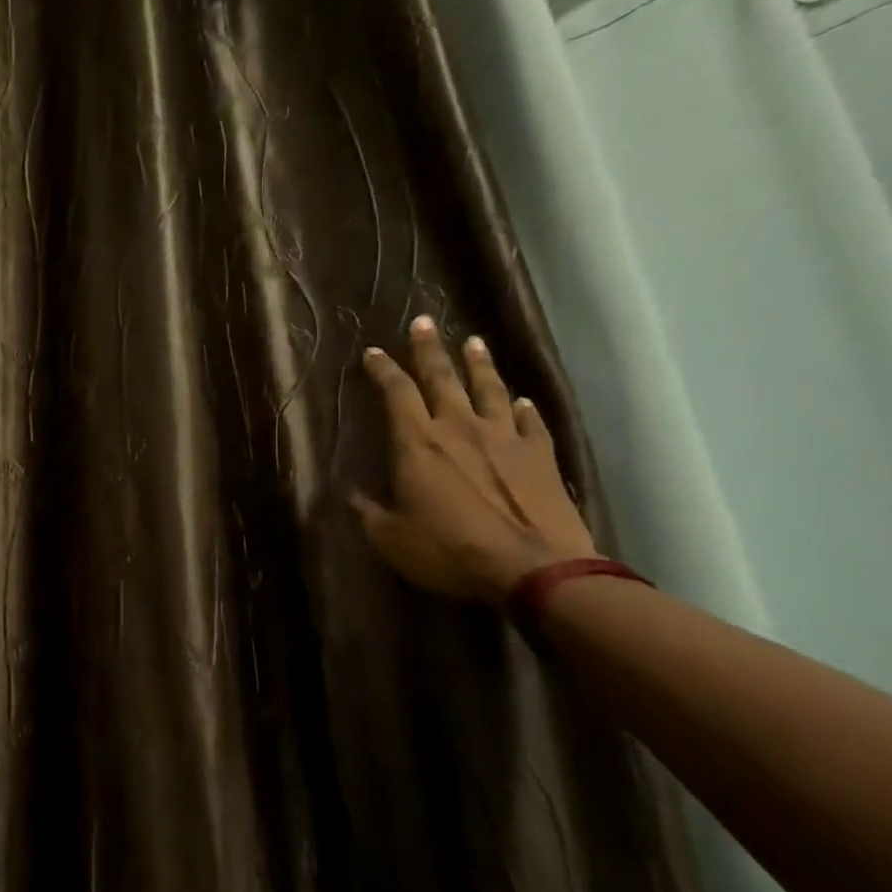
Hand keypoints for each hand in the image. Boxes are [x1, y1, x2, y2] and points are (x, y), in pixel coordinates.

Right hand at [351, 316, 597, 604]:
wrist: (534, 569)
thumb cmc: (451, 551)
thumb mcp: (392, 539)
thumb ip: (369, 513)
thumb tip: (352, 495)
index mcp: (417, 443)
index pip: (396, 393)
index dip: (383, 370)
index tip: (374, 352)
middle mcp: (459, 428)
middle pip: (442, 377)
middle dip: (429, 349)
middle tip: (423, 321)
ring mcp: (504, 438)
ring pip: (488, 388)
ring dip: (478, 364)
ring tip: (473, 342)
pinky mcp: (540, 455)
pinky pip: (530, 422)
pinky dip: (522, 409)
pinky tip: (520, 401)